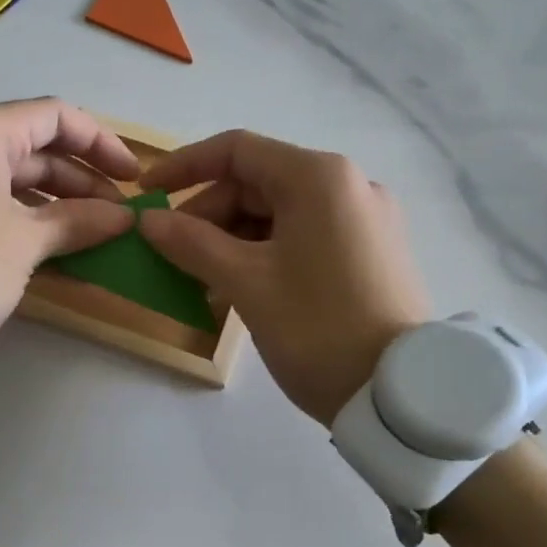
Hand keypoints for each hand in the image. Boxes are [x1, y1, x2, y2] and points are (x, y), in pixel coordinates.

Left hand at [0, 99, 139, 350]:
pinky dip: (20, 219)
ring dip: (54, 204)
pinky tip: (52, 246)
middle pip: (30, 148)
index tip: (133, 178)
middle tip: (117, 217)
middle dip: (80, 180)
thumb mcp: (26, 242)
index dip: (101, 143)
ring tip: (93, 234)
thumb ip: (79, 221)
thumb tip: (124, 218)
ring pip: (7, 179)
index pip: (53, 117)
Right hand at [139, 131, 431, 424]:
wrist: (399, 396)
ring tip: (200, 281)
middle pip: (259, 183)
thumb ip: (191, 243)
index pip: (237, 150)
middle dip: (208, 216)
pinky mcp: (372, 252)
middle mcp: (348, 185)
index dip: (184, 166)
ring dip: (233, 240)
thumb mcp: (246, 283)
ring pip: (280, 213)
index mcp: (318, 178)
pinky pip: (305, 236)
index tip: (147, 193)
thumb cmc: (317, 328)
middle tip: (172, 256)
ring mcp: (365, 219)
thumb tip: (148, 219)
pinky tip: (240, 288)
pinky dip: (266, 254)